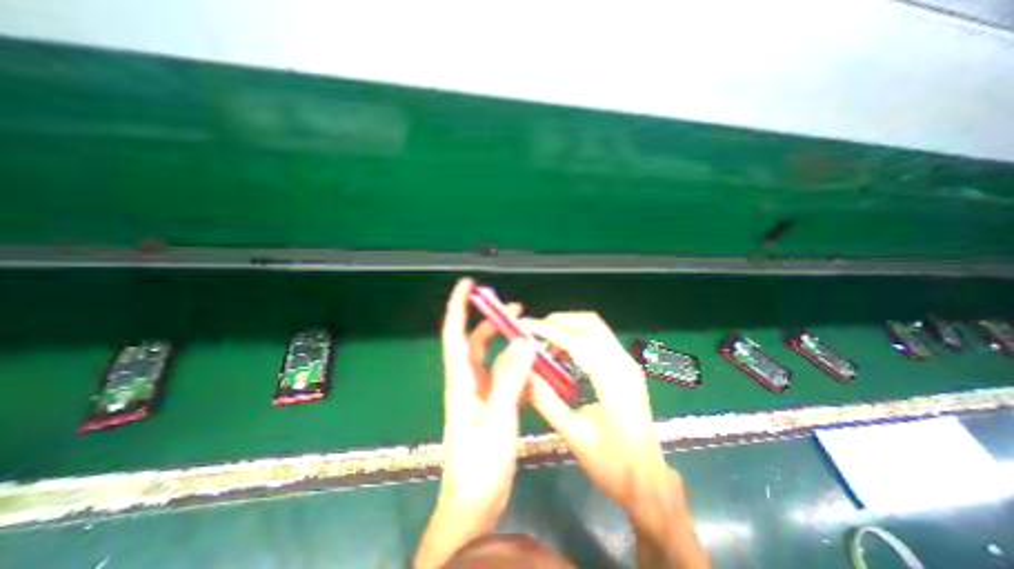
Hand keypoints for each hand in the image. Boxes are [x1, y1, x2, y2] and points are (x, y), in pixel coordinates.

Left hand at [413, 281, 537, 567]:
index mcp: (461, 380)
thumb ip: (510, 378)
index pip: (455, 333)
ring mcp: (480, 393)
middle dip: (490, 321)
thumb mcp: (497, 417)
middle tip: (514, 307)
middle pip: (475, 341)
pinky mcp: (492, 404)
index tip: (467, 284)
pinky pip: (503, 375)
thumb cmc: (480, 462)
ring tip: (526, 331)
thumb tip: (523, 341)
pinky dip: (515, 364)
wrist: (475, 501)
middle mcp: (468, 381)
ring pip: (491, 357)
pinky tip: (531, 363)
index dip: (458, 306)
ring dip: (505, 342)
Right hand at [523, 312, 670, 509]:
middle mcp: (624, 363)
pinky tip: (563, 355)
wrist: (649, 480)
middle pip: (590, 323)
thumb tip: (522, 373)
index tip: (524, 326)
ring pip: (595, 328)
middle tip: (534, 332)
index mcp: (613, 381)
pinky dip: (578, 338)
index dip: (548, 330)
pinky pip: (599, 340)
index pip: (576, 341)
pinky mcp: (625, 367)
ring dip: (568, 328)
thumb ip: (545, 400)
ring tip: (545, 345)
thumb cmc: (612, 463)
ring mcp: (628, 363)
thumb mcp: (573, 434)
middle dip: (559, 321)